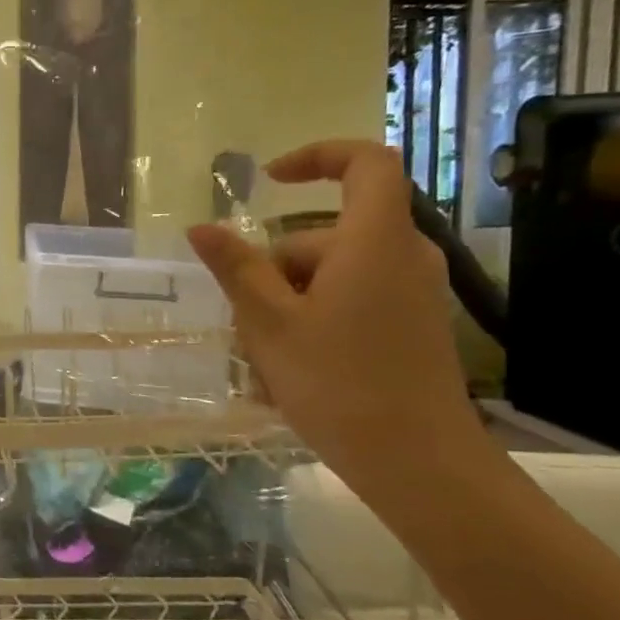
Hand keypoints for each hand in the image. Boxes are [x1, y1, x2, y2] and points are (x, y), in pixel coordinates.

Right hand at [187, 139, 481, 500]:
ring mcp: (412, 293)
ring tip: (264, 358)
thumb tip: (202, 227)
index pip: (365, 163)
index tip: (270, 180)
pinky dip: (315, 320)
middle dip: (277, 268)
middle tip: (246, 322)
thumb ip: (236, 268)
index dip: (318, 157)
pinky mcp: (412, 325)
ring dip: (290, 302)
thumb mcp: (269, 322)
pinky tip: (292, 369)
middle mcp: (403, 256)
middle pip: (326, 234)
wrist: (418, 463)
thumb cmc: (338, 382)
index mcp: (374, 241)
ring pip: (332, 274)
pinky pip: (352, 301)